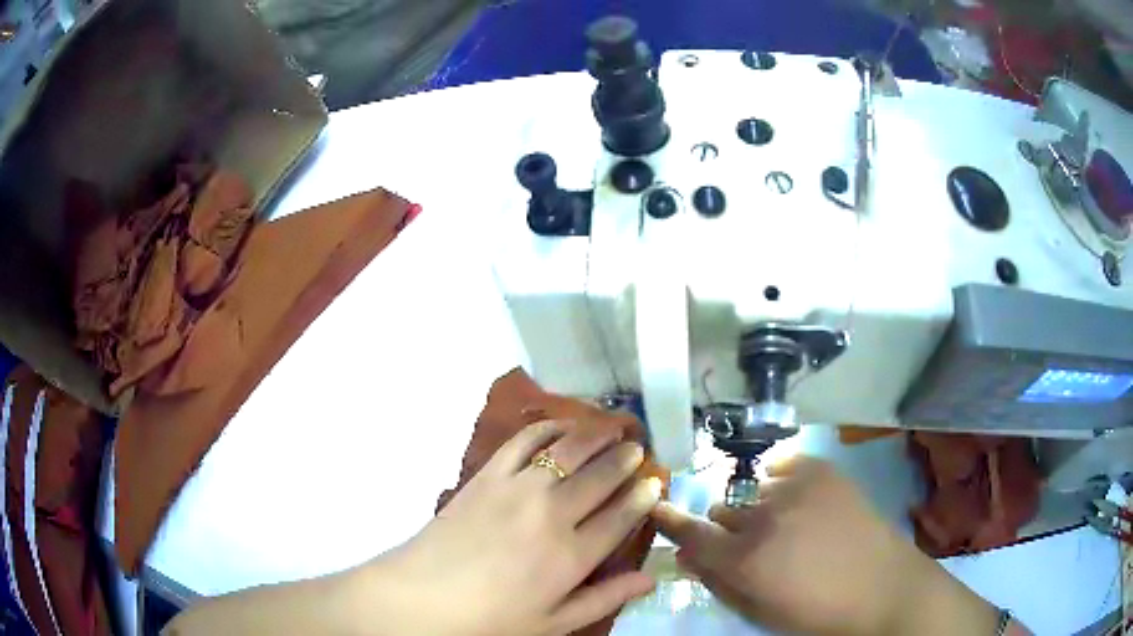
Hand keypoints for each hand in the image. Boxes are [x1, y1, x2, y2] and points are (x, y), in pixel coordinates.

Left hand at [367, 419, 662, 635]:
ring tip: (612, 428)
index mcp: (572, 556)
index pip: (621, 516)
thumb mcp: (554, 622)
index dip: (643, 496)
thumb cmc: (492, 619)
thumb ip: (605, 598)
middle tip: (637, 449)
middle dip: (625, 459)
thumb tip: (650, 579)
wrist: (424, 596)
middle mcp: (552, 514)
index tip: (655, 482)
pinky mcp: (488, 474)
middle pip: (601, 476)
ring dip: (596, 435)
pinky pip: (524, 440)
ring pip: (569, 450)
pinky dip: (548, 427)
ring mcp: (518, 489)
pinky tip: (562, 424)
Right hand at [652, 455, 999, 635]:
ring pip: (752, 490)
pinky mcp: (819, 468)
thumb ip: (719, 582)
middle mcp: (762, 518)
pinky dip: (781, 481)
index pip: (690, 533)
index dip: (671, 520)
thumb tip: (688, 557)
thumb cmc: (815, 612)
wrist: (880, 586)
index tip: (657, 505)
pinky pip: (780, 464)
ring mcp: (793, 487)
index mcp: (744, 560)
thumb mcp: (759, 612)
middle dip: (728, 527)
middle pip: (721, 510)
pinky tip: (799, 499)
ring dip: (758, 507)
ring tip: (788, 522)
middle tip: (753, 543)